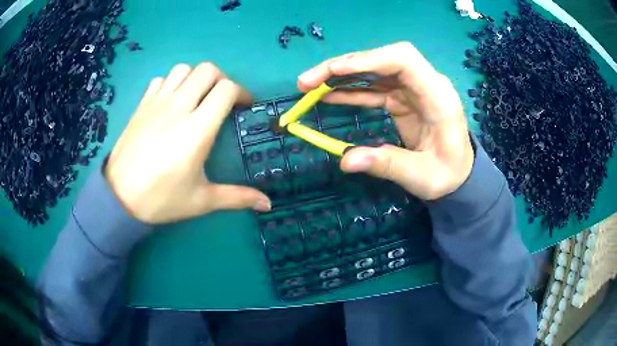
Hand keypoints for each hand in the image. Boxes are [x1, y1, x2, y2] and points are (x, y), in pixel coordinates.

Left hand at [105, 63, 270, 223]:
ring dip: (196, 78)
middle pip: (207, 70)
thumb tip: (268, 204)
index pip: (226, 90)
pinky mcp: (142, 105)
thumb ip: (237, 197)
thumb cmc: (161, 199)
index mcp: (197, 129)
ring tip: (197, 97)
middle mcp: (179, 107)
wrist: (119, 198)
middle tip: (223, 99)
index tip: (245, 106)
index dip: (242, 92)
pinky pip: (161, 80)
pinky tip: (171, 102)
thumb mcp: (202, 201)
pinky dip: (171, 83)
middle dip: (222, 79)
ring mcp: (157, 103)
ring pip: (183, 69)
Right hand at [298, 42, 473, 199]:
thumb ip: (387, 165)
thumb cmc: (448, 174)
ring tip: (310, 86)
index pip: (404, 60)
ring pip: (374, 70)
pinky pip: (374, 88)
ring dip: (341, 75)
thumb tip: (345, 160)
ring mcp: (413, 89)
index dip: (369, 59)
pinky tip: (329, 96)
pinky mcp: (402, 98)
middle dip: (344, 65)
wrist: (459, 174)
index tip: (335, 71)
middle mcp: (425, 84)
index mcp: (438, 97)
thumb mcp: (421, 177)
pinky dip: (350, 90)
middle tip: (308, 81)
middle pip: (383, 59)